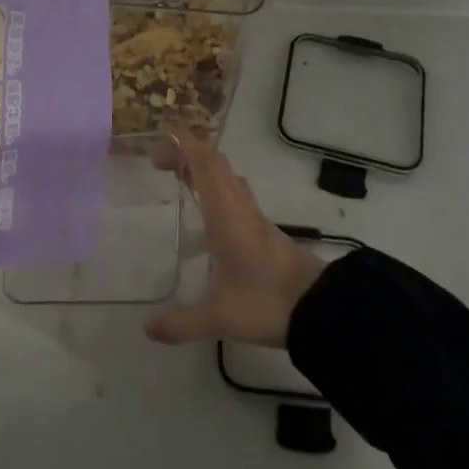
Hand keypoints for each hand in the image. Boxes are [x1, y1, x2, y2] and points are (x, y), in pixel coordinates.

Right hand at [145, 131, 325, 347]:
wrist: (321, 310)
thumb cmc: (266, 303)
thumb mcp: (218, 317)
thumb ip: (181, 323)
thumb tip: (147, 329)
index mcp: (226, 216)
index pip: (205, 164)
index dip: (183, 145)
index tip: (160, 139)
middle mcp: (240, 208)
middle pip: (216, 164)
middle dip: (187, 154)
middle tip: (160, 163)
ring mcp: (256, 218)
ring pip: (229, 179)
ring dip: (204, 170)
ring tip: (179, 182)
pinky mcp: (265, 232)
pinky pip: (236, 196)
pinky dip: (216, 191)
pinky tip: (207, 219)